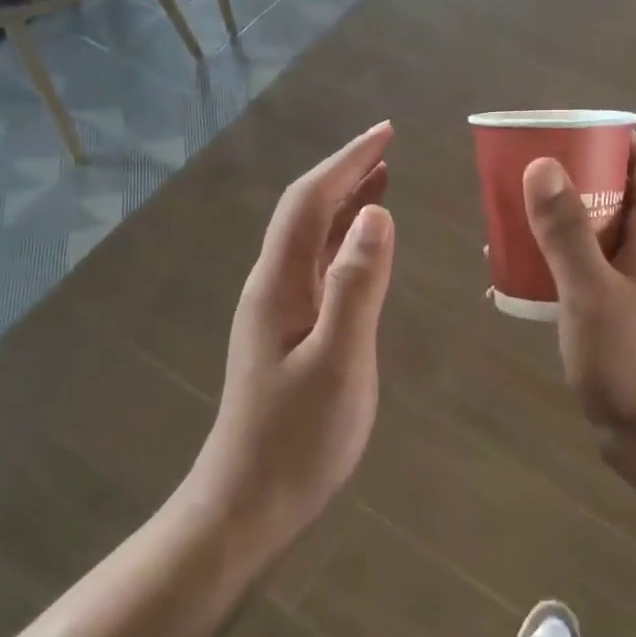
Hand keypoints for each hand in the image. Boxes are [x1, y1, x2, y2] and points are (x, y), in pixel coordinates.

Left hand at [188, 122, 395, 554]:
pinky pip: (317, 266)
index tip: (385, 133)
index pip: (311, 201)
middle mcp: (273, 284)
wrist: (246, 503)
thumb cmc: (297, 438)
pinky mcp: (288, 331)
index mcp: (280, 282)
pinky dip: (343, 240)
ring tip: (382, 179)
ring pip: (312, 237)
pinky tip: (363, 245)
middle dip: (345, 172)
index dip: (347, 161)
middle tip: (388, 147)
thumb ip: (358, 285)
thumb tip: (377, 214)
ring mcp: (278, 309)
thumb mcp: (339, 361)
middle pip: (307, 211)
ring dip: (345, 202)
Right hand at [522, 135, 635, 478]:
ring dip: (552, 224)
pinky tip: (507, 280)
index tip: (570, 131)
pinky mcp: (610, 314)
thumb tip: (542, 165)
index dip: (617, 140)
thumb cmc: (631, 361)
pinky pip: (576, 273)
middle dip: (572, 179)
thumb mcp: (592, 292)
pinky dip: (546, 266)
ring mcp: (629, 286)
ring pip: (590, 236)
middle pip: (614, 196)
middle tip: (525, 174)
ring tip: (506, 221)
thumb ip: (566, 232)